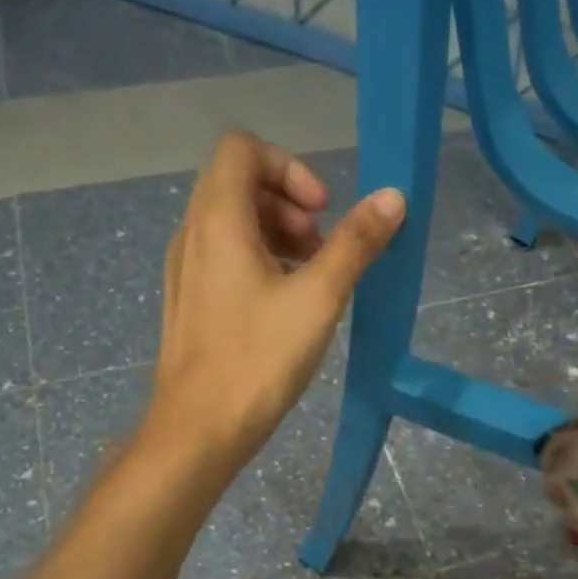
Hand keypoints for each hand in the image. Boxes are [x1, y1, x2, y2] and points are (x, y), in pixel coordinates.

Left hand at [145, 130, 404, 470]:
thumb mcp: (318, 299)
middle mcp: (192, 233)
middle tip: (321, 250)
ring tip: (310, 279)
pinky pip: (223, 256)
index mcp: (217, 220)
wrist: (199, 430)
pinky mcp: (188, 299)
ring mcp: (185, 268)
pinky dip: (258, 260)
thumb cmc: (258, 360)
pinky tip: (285, 306)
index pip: (243, 148)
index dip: (290, 168)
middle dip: (289, 204)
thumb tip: (392, 197)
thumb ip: (355, 244)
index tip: (323, 213)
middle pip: (238, 182)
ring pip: (231, 221)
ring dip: (278, 234)